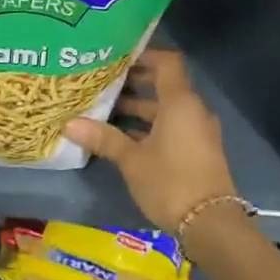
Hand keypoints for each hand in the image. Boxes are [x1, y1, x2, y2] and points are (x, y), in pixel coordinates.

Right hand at [64, 49, 237, 232]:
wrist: (210, 224)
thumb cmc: (170, 182)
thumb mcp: (132, 160)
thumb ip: (104, 139)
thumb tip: (69, 124)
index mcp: (180, 103)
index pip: (166, 63)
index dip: (143, 55)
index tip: (116, 56)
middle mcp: (192, 111)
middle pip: (164, 86)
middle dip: (134, 84)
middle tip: (101, 83)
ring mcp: (196, 132)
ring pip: (165, 110)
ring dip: (138, 109)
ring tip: (104, 110)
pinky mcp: (196, 151)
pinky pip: (171, 128)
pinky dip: (148, 127)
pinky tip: (121, 137)